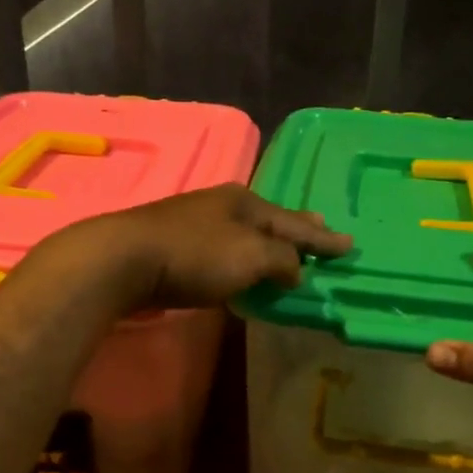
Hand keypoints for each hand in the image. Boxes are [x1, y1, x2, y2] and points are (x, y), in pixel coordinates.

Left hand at [48, 183, 351, 311]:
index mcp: (246, 202)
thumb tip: (296, 269)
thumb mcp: (250, 256)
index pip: (295, 223)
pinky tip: (242, 264)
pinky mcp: (175, 245)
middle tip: (321, 229)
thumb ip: (281, 261)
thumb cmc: (195, 255)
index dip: (323, 237)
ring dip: (269, 243)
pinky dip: (243, 257)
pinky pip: (224, 250)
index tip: (349, 245)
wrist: (123, 260)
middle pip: (271, 220)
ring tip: (287, 250)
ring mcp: (196, 223)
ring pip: (245, 233)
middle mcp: (223, 206)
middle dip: (297, 229)